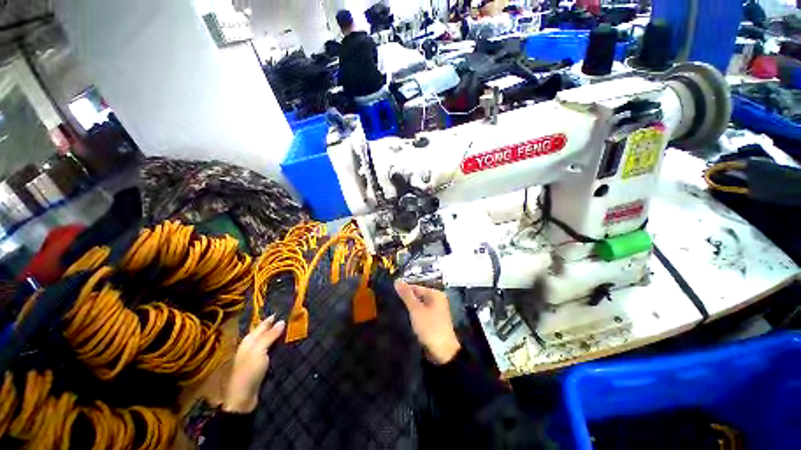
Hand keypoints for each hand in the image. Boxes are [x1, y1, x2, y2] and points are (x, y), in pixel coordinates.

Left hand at [223, 315, 284, 412]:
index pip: (263, 324)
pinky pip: (272, 350)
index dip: (273, 318)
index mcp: (249, 340)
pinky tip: (288, 344)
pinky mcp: (261, 365)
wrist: (243, 398)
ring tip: (294, 329)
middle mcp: (252, 346)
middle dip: (278, 325)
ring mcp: (256, 356)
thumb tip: (282, 321)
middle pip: (266, 332)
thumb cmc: (249, 371)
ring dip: (280, 335)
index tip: (286, 310)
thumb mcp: (259, 351)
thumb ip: (270, 336)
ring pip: (270, 341)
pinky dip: (279, 345)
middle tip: (293, 318)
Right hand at [395, 280, 461, 364]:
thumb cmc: (430, 327)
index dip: (404, 290)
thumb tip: (397, 280)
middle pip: (418, 296)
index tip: (390, 294)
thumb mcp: (416, 309)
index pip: (416, 287)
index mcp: (436, 294)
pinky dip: (414, 315)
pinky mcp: (433, 321)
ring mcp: (436, 311)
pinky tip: (404, 318)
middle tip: (391, 302)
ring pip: (419, 305)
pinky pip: (421, 314)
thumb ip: (406, 295)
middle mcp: (437, 300)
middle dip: (406, 299)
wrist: (443, 353)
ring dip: (409, 308)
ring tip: (395, 309)